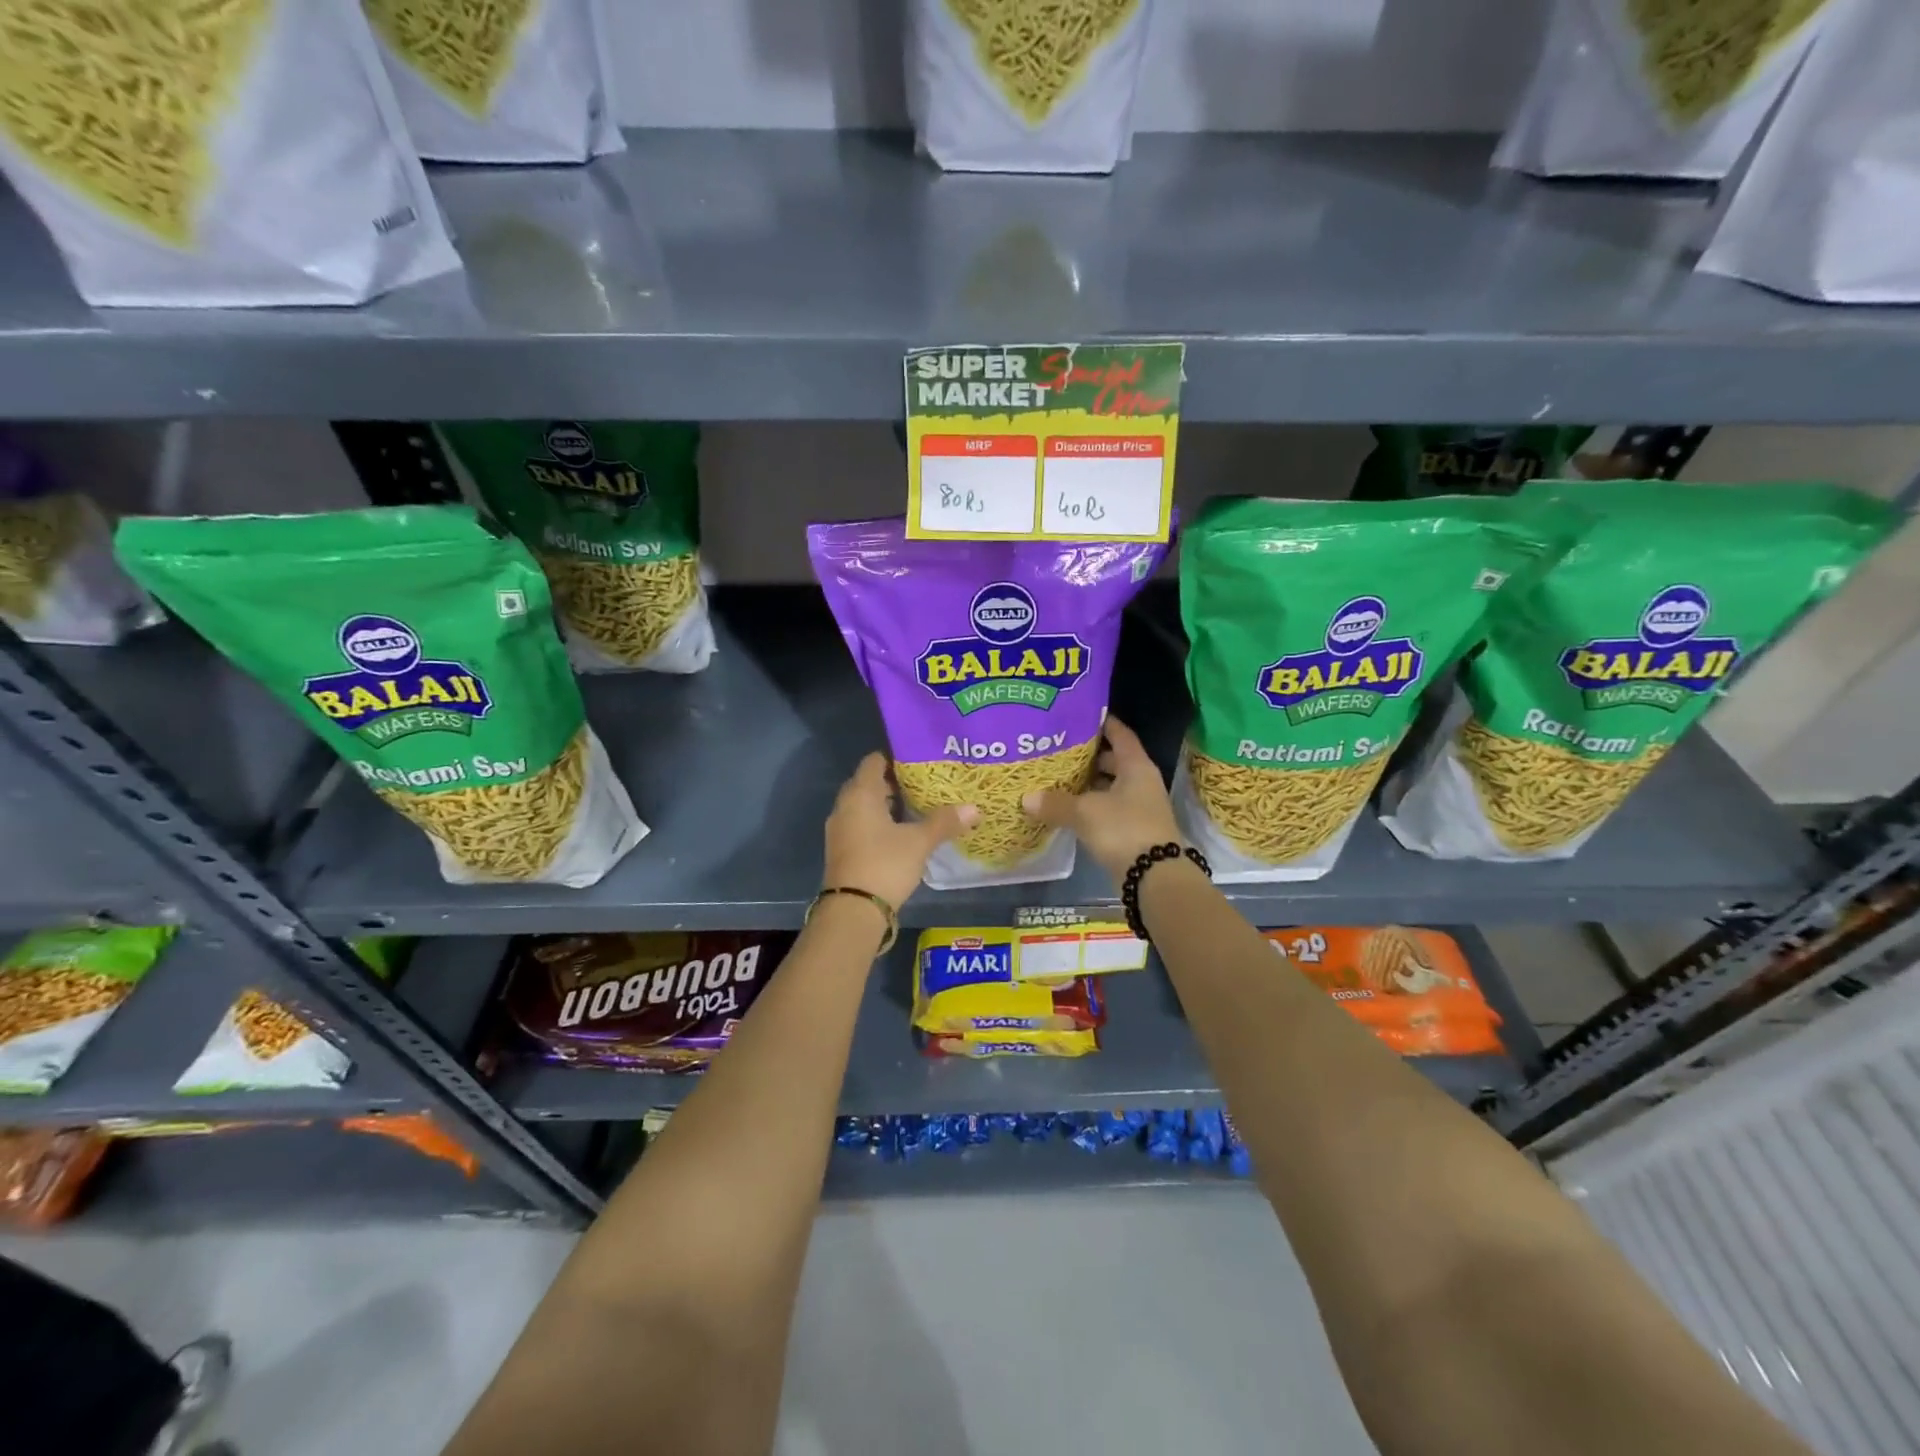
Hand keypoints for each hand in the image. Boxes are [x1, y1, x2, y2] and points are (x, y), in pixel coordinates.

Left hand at [823, 753, 978, 909]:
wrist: (853, 911)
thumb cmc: (885, 864)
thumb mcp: (919, 842)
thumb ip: (944, 822)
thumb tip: (974, 808)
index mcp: (860, 794)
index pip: (874, 761)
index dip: (896, 758)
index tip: (920, 762)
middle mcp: (845, 806)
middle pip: (868, 783)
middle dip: (894, 782)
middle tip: (924, 784)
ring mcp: (840, 829)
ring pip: (864, 806)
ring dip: (886, 805)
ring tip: (917, 807)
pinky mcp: (842, 849)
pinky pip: (860, 825)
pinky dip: (878, 823)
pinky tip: (901, 833)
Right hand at [1023, 717, 1181, 881]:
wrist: (1154, 877)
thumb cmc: (1123, 829)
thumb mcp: (1085, 812)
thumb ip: (1055, 803)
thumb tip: (1026, 798)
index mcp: (1136, 766)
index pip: (1120, 734)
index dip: (1102, 723)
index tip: (1080, 715)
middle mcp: (1142, 782)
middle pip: (1114, 760)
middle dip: (1089, 755)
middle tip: (1059, 749)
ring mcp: (1140, 807)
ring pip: (1111, 786)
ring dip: (1088, 783)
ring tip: (1058, 777)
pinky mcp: (1134, 829)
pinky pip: (1109, 808)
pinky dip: (1091, 805)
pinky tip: (1068, 808)